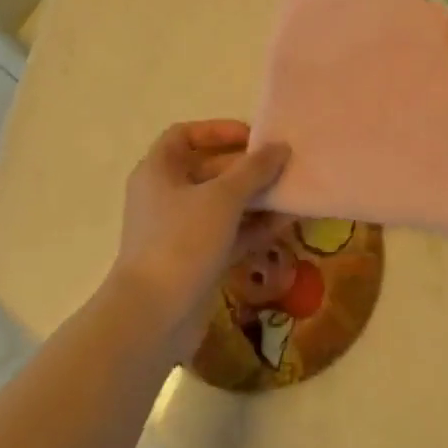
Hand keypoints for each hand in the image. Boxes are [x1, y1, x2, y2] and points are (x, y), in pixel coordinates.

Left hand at [111, 120, 289, 348]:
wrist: (154, 316)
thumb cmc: (182, 241)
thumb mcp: (222, 198)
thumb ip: (254, 170)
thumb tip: (280, 148)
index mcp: (158, 170)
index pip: (185, 135)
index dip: (218, 130)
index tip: (253, 136)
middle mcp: (165, 196)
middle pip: (209, 170)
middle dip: (246, 168)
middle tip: (283, 166)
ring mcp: (179, 231)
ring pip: (222, 205)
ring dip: (255, 199)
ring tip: (292, 194)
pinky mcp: (195, 260)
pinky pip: (228, 234)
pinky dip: (253, 228)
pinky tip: (285, 224)